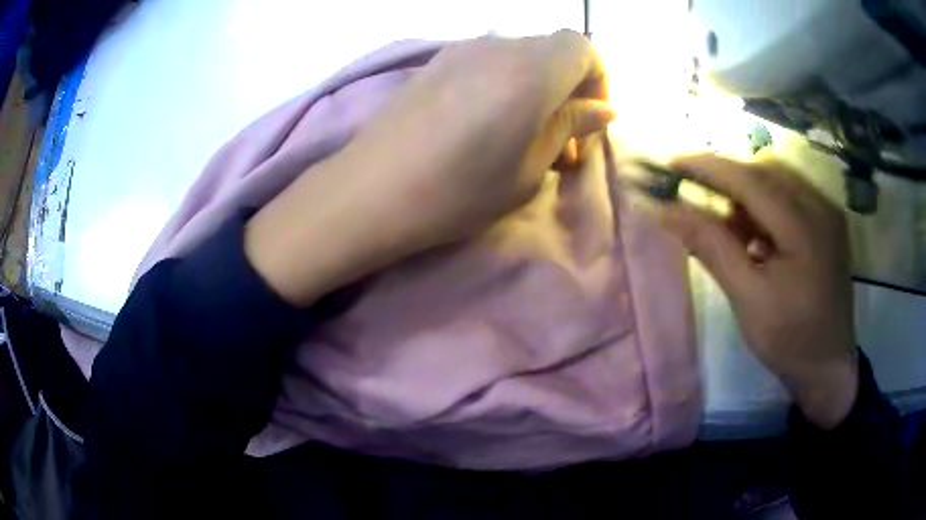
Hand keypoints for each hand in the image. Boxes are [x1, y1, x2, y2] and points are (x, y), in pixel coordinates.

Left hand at [246, 31, 612, 306]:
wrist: (371, 190)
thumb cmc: (459, 191)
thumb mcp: (529, 169)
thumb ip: (569, 127)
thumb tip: (601, 109)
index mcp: (532, 69)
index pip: (583, 47)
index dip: (597, 79)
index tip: (590, 119)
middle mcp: (498, 46)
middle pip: (552, 50)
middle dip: (569, 89)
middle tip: (561, 142)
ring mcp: (461, 49)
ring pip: (520, 57)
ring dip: (536, 89)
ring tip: (524, 139)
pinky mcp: (435, 62)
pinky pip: (488, 63)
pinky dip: (505, 85)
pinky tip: (489, 124)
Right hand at [658, 154, 857, 428]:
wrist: (828, 367)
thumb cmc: (789, 340)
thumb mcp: (747, 299)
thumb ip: (712, 248)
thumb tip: (667, 211)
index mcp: (804, 227)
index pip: (750, 178)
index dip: (708, 166)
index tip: (671, 163)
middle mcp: (820, 206)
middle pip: (765, 169)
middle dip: (727, 178)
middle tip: (698, 198)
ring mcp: (828, 212)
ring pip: (778, 178)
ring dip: (747, 192)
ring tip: (729, 226)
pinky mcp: (829, 222)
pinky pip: (791, 195)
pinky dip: (766, 204)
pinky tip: (756, 236)